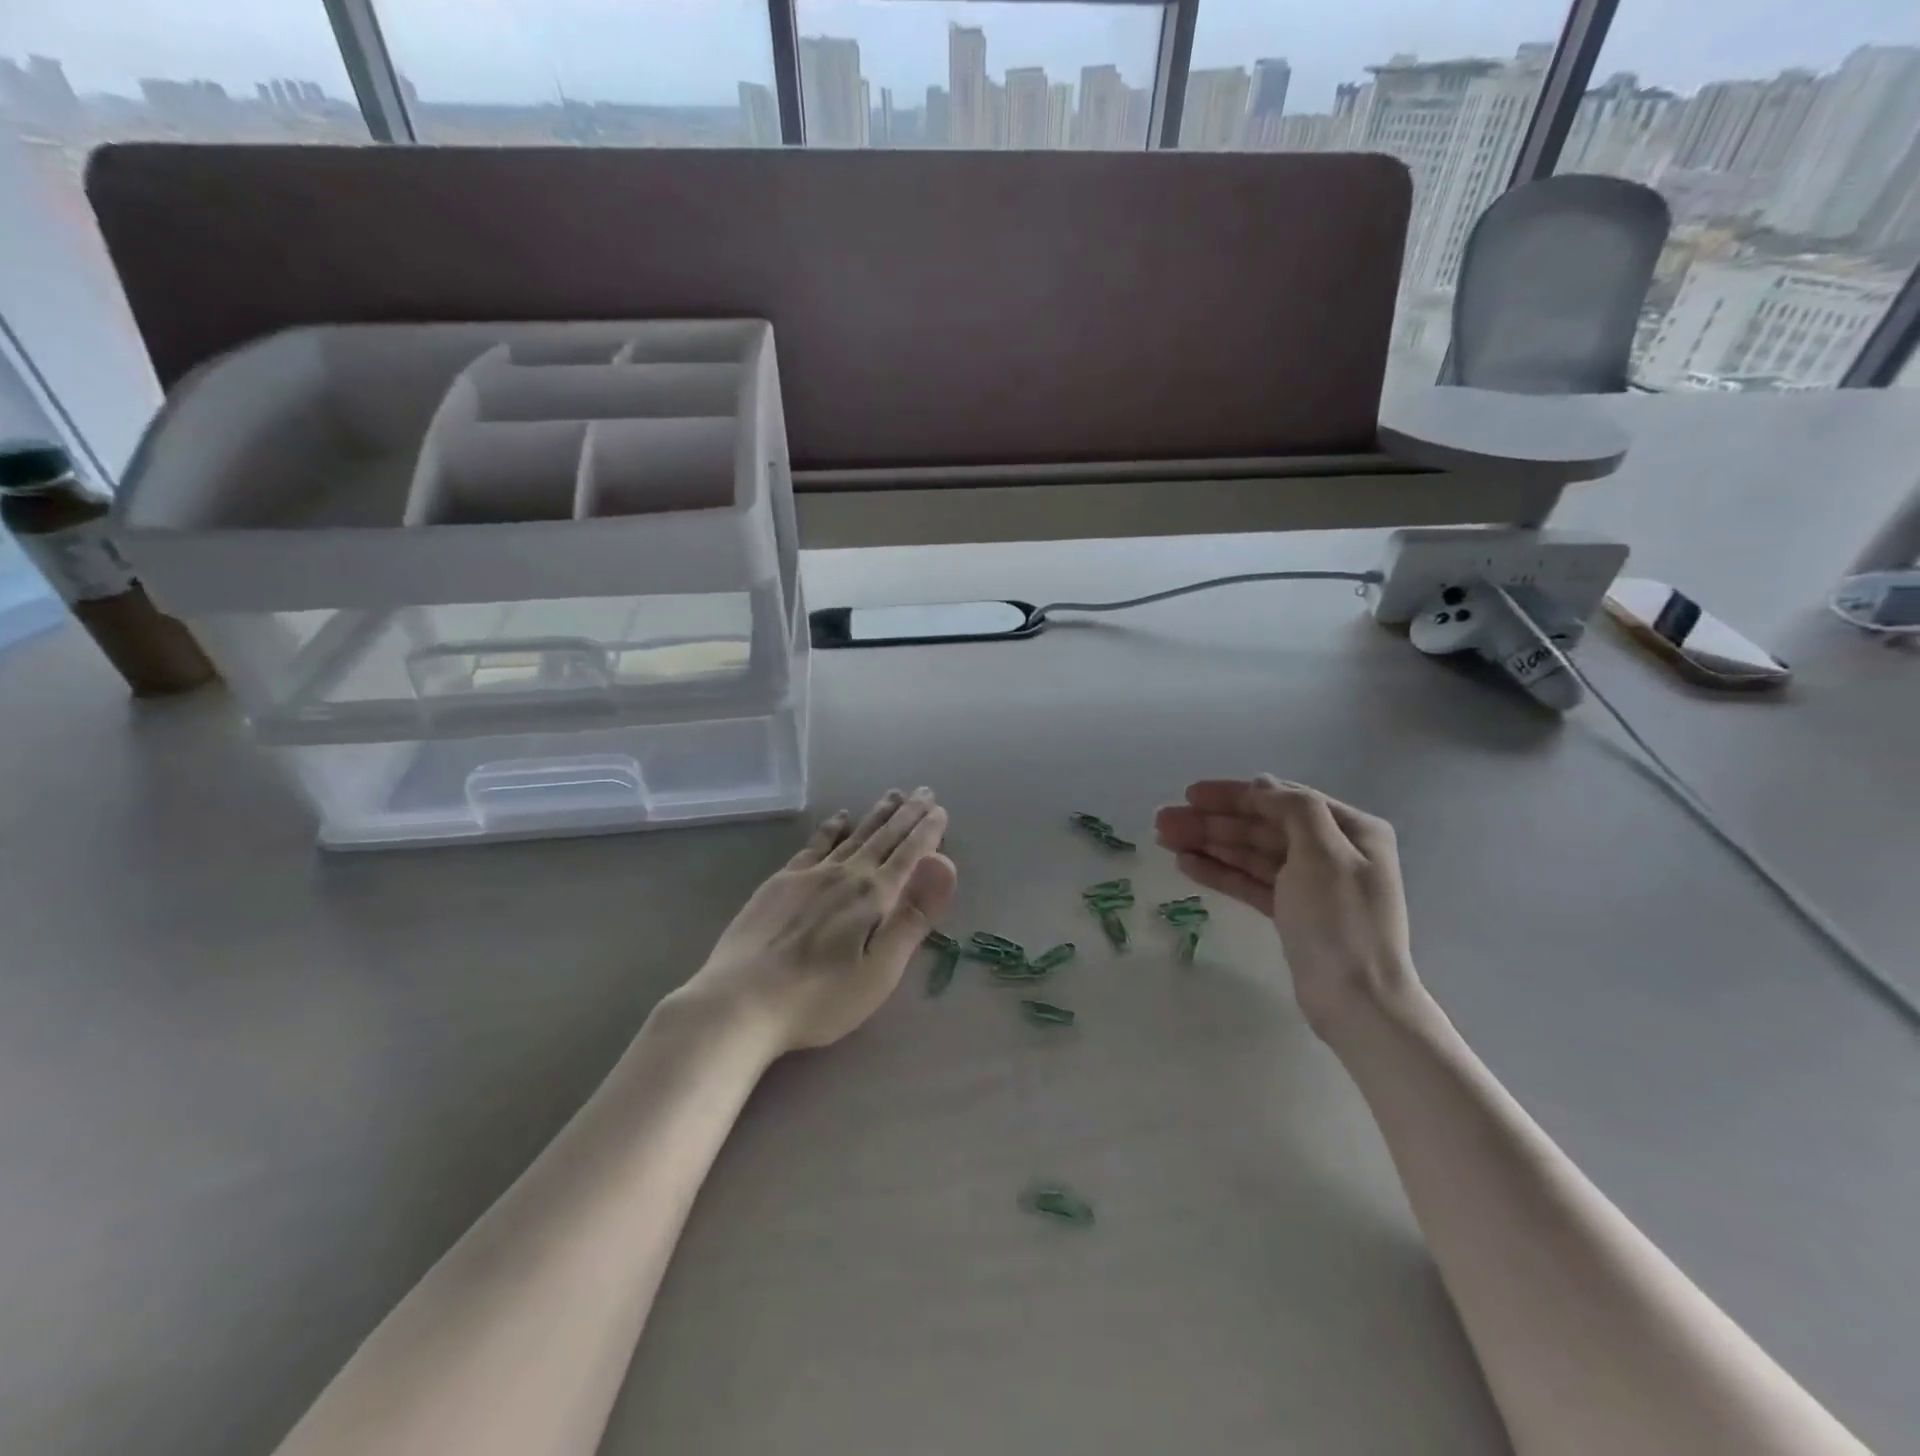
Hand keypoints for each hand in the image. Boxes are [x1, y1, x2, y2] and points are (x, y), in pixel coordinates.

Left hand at [681, 789, 957, 1054]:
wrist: (740, 1001)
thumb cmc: (820, 997)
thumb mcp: (879, 969)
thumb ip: (913, 916)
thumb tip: (945, 864)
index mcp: (873, 896)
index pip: (909, 854)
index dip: (928, 832)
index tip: (941, 810)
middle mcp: (845, 874)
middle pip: (883, 837)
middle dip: (907, 814)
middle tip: (924, 792)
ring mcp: (809, 875)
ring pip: (852, 835)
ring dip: (876, 815)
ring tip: (892, 796)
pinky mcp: (780, 882)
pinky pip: (814, 844)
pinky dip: (831, 828)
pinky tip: (839, 818)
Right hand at [1154, 777, 1417, 1035]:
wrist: (1357, 1000)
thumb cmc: (1340, 921)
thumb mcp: (1323, 853)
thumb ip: (1293, 810)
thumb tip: (1261, 786)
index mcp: (1349, 830)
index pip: (1281, 800)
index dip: (1233, 795)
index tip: (1190, 794)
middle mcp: (1331, 850)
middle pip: (1261, 826)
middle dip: (1212, 821)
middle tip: (1162, 820)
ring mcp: (1310, 883)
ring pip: (1250, 854)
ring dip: (1209, 844)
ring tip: (1164, 839)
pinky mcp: (1292, 913)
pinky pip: (1251, 882)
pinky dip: (1220, 871)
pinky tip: (1187, 864)